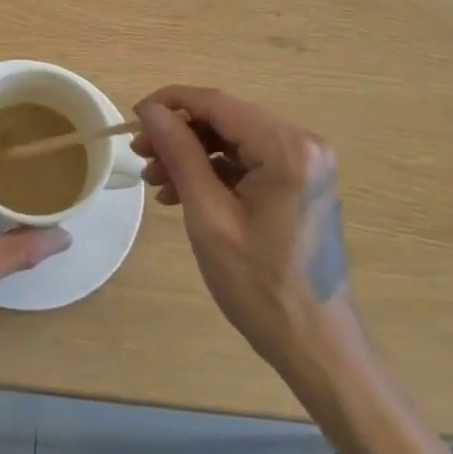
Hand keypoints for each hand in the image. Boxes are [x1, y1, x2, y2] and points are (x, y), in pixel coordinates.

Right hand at [133, 86, 350, 374]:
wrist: (319, 351)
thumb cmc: (261, 288)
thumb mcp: (209, 217)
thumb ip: (180, 154)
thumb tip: (151, 110)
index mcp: (286, 147)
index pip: (217, 103)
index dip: (170, 103)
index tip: (133, 118)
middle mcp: (302, 143)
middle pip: (224, 119)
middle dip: (178, 133)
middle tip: (140, 155)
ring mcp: (304, 164)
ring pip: (232, 139)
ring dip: (191, 153)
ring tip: (154, 179)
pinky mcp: (300, 183)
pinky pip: (247, 161)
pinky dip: (213, 171)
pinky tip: (181, 192)